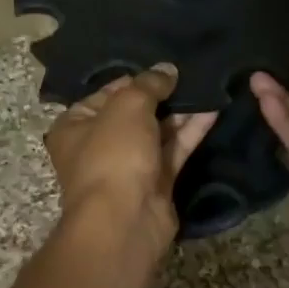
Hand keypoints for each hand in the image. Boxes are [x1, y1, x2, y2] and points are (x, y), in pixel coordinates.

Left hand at [44, 63, 217, 253]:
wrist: (125, 220)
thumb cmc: (113, 155)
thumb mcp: (128, 106)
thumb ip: (149, 84)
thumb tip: (167, 69)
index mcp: (75, 125)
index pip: (108, 92)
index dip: (137, 78)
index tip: (166, 67)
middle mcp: (98, 145)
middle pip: (135, 112)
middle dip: (163, 95)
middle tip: (193, 73)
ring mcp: (128, 166)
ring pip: (157, 132)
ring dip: (181, 112)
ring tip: (209, 87)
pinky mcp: (155, 183)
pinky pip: (174, 151)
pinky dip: (191, 132)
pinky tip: (213, 110)